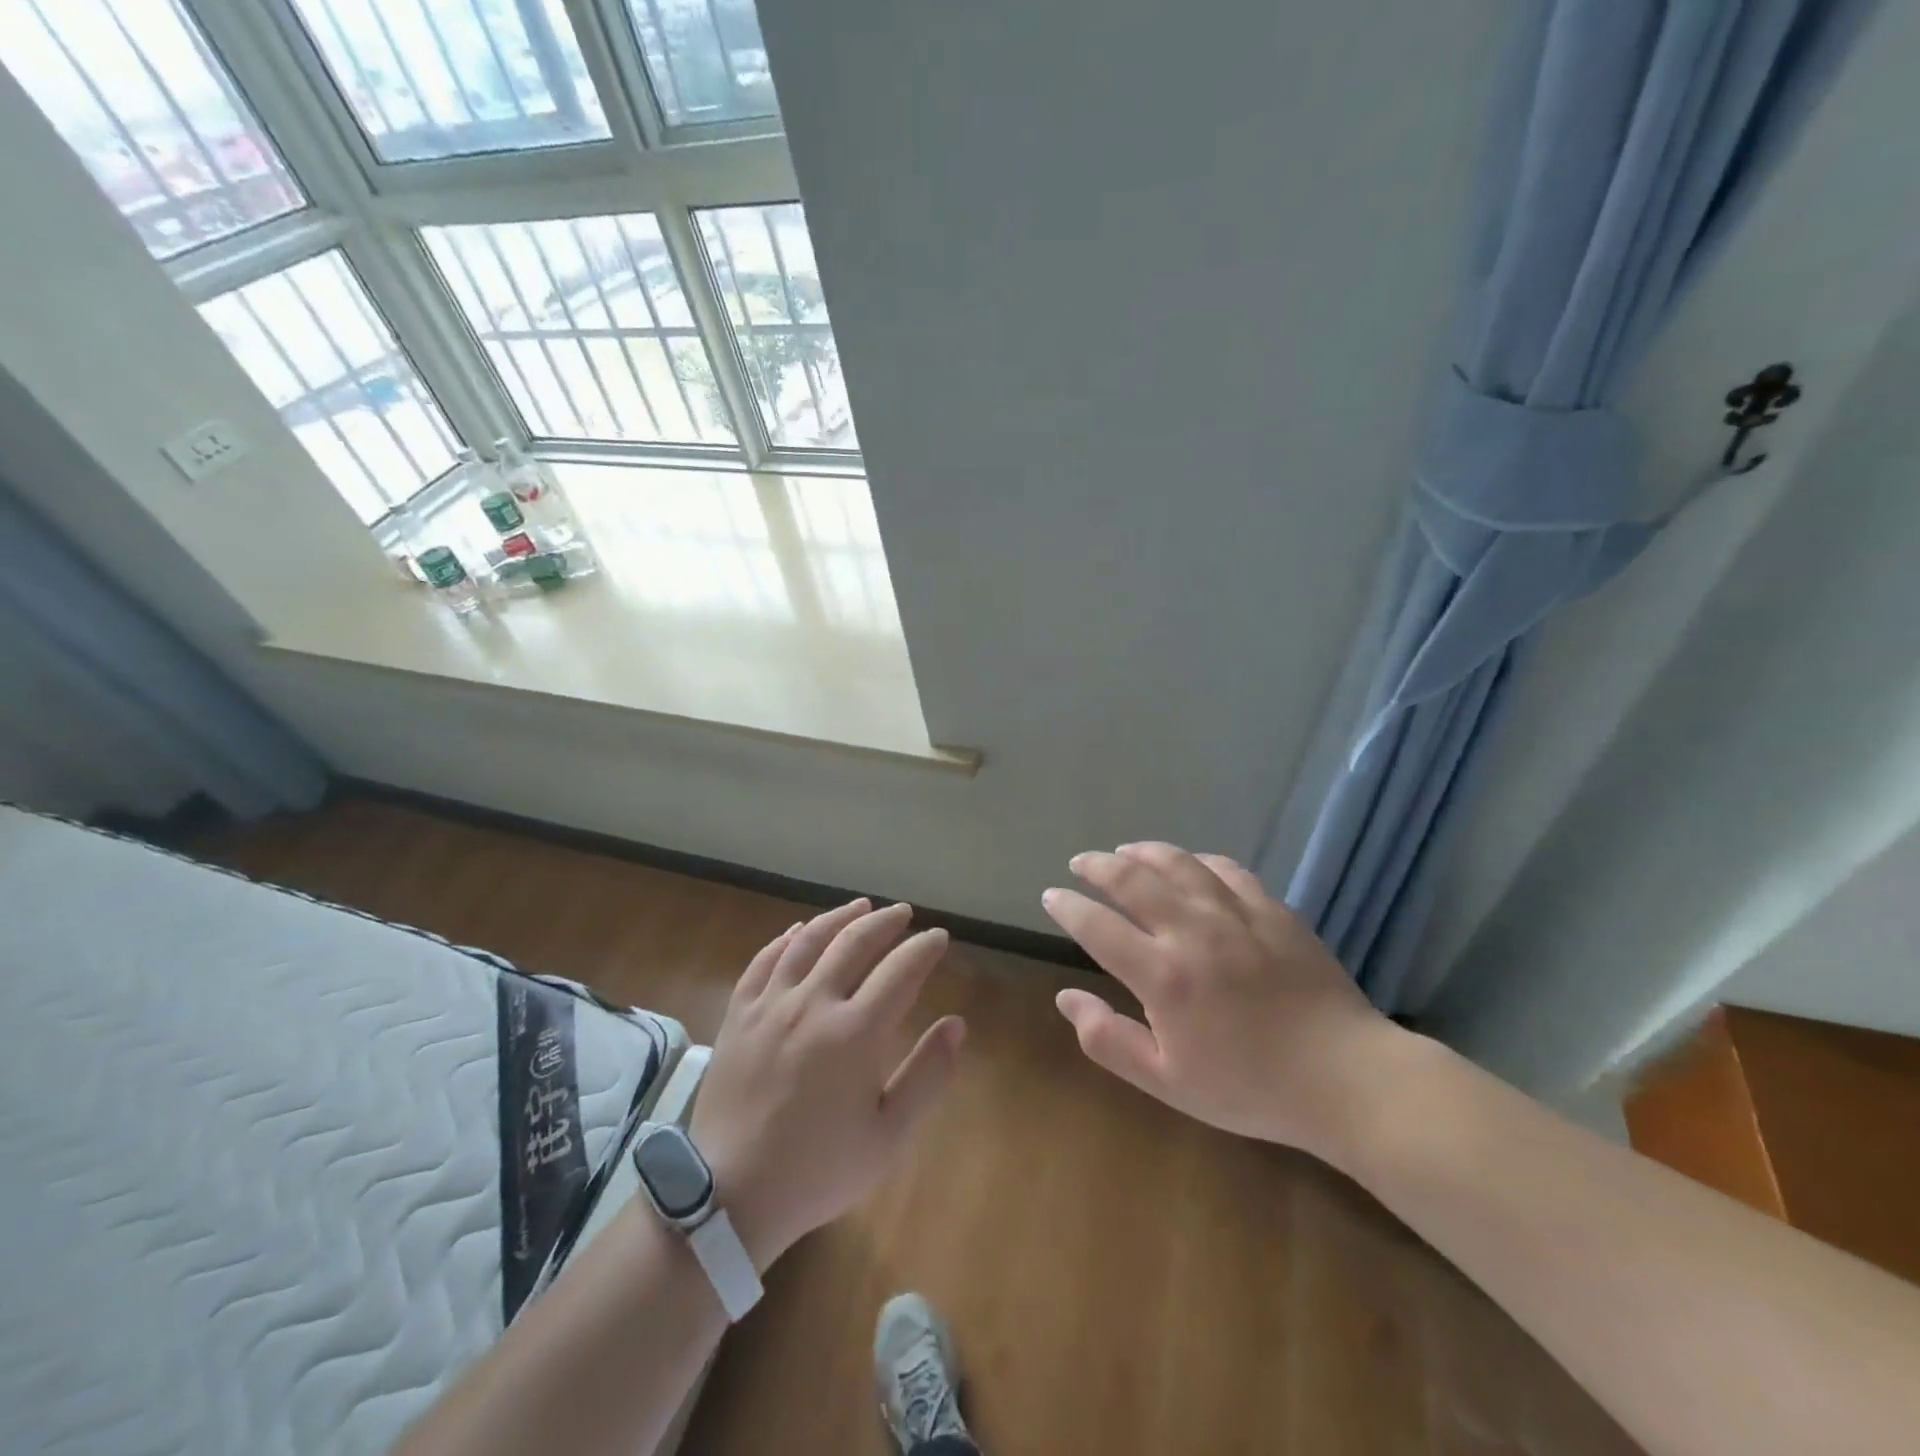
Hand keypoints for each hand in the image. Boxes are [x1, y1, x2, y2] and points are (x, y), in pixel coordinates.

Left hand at [690, 900, 965, 1270]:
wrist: (730, 1194)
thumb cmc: (818, 1169)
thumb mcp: (888, 1136)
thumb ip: (928, 1075)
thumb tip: (957, 1024)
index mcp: (856, 1032)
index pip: (901, 970)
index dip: (924, 948)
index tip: (939, 937)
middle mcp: (814, 1004)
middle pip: (854, 942)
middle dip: (885, 922)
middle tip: (903, 913)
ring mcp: (771, 1005)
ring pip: (809, 941)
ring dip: (839, 918)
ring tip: (860, 906)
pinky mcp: (739, 1014)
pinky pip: (764, 960)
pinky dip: (786, 939)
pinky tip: (798, 931)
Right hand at [1042, 843, 1401, 1159]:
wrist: (1344, 1078)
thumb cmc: (1250, 1087)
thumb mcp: (1167, 1083)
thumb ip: (1108, 1039)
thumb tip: (1065, 996)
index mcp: (1162, 976)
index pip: (1098, 926)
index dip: (1068, 906)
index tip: (1051, 896)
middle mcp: (1192, 932)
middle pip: (1132, 880)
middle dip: (1098, 866)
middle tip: (1080, 863)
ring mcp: (1235, 914)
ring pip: (1178, 863)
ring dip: (1144, 852)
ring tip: (1125, 851)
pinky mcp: (1272, 909)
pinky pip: (1226, 869)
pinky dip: (1198, 860)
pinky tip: (1190, 864)